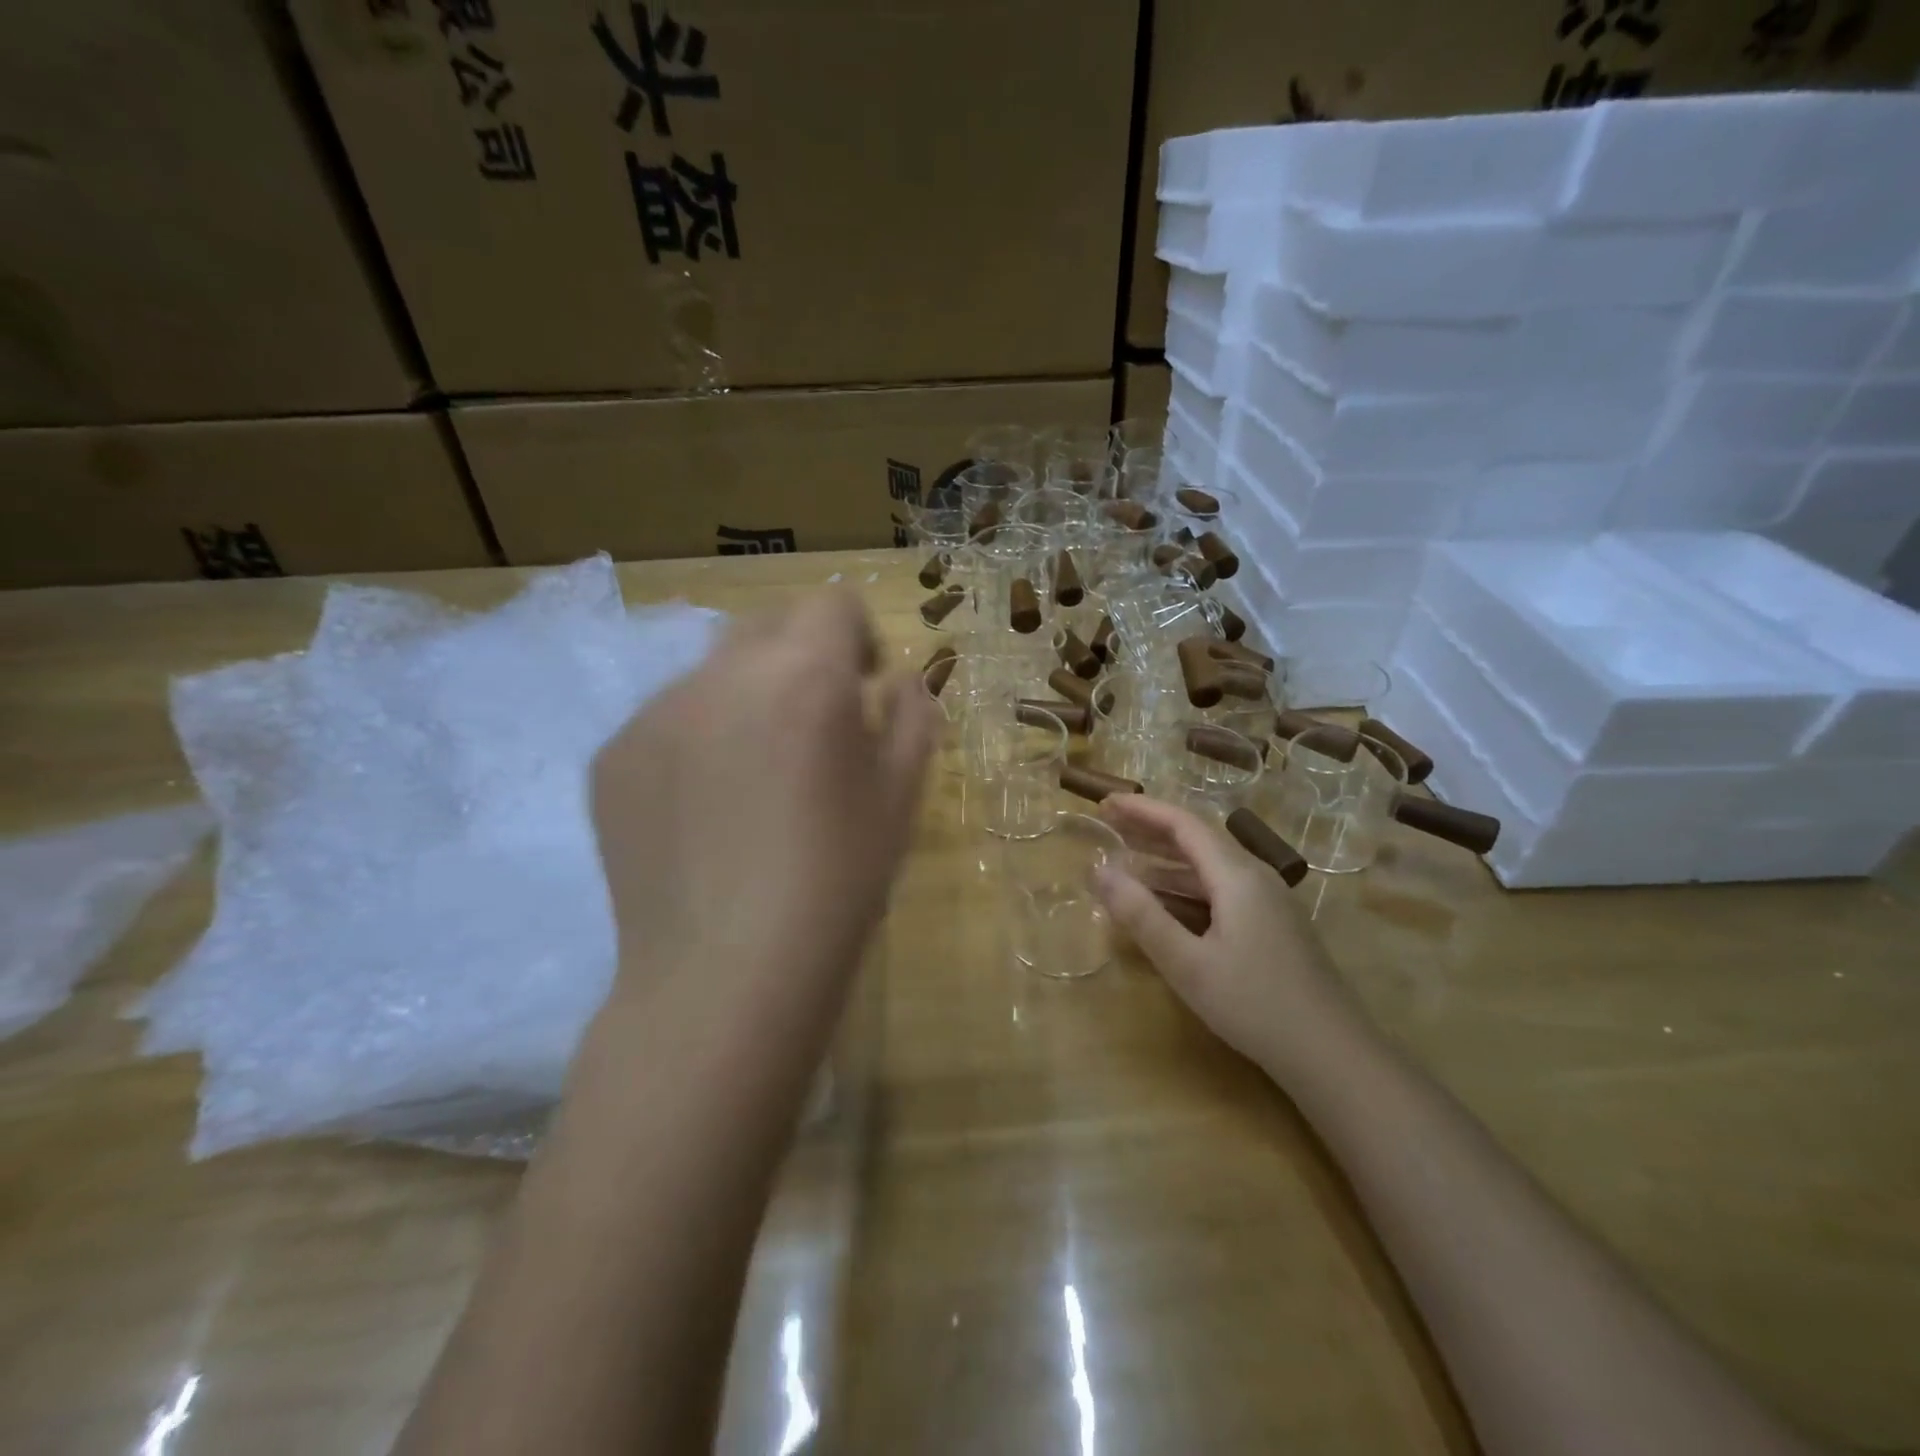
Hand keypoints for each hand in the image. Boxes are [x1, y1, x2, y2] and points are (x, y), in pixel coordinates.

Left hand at [590, 589, 933, 1019]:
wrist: (725, 977)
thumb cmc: (837, 883)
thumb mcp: (901, 796)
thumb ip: (911, 716)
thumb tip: (897, 681)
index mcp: (804, 676)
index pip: (832, 603)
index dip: (858, 637)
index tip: (864, 689)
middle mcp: (721, 675)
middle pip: (768, 625)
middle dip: (801, 657)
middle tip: (814, 730)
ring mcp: (653, 713)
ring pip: (713, 674)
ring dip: (747, 700)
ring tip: (754, 783)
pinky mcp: (609, 757)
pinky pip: (667, 722)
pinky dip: (696, 743)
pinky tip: (705, 816)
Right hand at [1093, 796, 1359, 1075]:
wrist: (1334, 1056)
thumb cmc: (1255, 1005)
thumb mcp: (1188, 963)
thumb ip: (1141, 915)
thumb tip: (1098, 871)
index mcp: (1237, 876)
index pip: (1183, 824)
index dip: (1141, 809)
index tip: (1104, 803)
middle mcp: (1255, 878)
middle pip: (1197, 839)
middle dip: (1150, 829)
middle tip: (1108, 825)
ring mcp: (1268, 903)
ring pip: (1208, 868)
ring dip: (1165, 862)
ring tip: (1124, 863)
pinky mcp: (1272, 926)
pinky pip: (1220, 891)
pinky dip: (1185, 888)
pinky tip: (1165, 904)